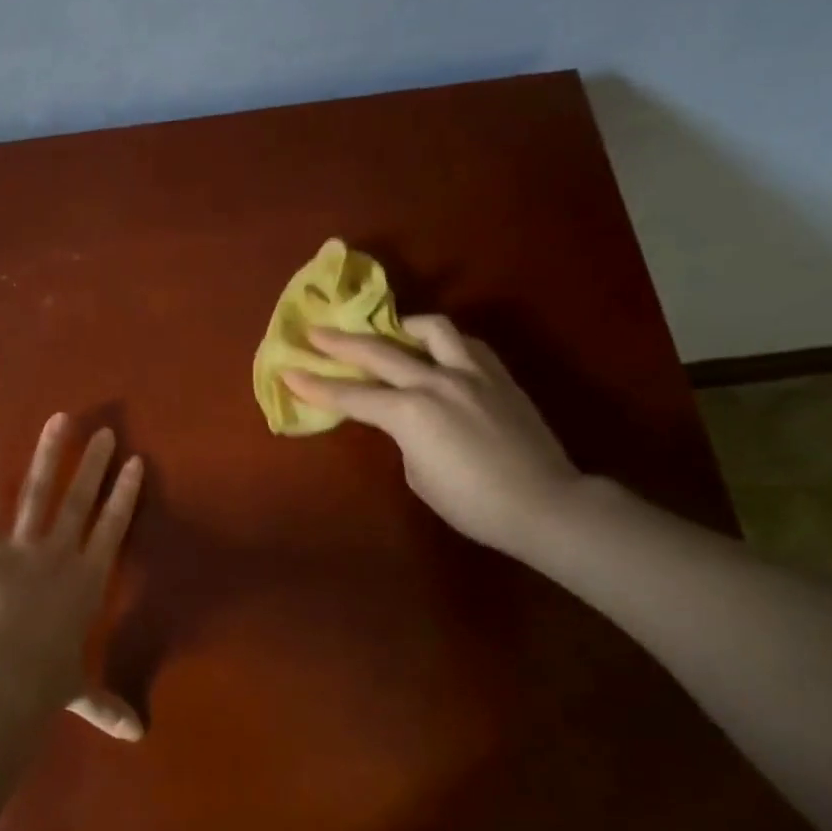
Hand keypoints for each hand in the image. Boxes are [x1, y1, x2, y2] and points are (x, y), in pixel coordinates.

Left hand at [0, 414, 146, 739]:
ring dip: (50, 454)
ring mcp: (21, 546)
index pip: (112, 528)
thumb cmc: (42, 685)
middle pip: (80, 500)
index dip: (124, 495)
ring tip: (60, 421)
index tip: (134, 463)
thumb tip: (138, 736)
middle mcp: (60, 554)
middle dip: (93, 465)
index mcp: (86, 581)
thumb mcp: (77, 693)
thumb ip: (106, 706)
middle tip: (103, 433)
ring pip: (39, 491)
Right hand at [283, 316, 582, 559]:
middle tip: (316, 332)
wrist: (543, 503)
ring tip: (390, 330)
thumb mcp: (418, 474)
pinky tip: (438, 350)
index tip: (288, 371)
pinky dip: (443, 342)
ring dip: (402, 327)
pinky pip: (465, 344)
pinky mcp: (498, 375)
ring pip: (431, 330)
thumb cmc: (472, 503)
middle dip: (341, 343)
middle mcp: (436, 381)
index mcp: (409, 412)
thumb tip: (406, 419)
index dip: (315, 386)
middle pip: (379, 352)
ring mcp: (471, 373)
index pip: (350, 396)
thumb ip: (404, 436)